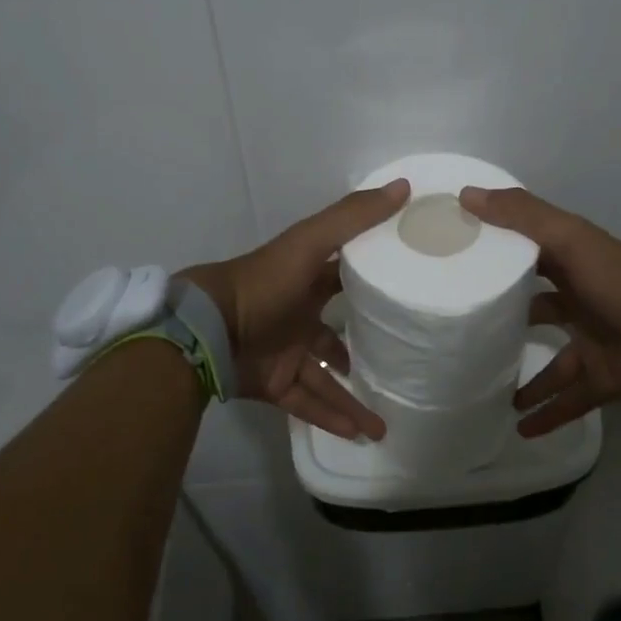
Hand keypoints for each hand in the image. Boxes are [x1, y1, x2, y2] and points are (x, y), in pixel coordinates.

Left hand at [180, 180, 409, 440]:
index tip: (409, 288)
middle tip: (401, 360)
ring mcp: (287, 352)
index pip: (346, 277)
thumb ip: (354, 216)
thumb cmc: (266, 281)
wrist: (211, 329)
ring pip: (326, 377)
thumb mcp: (312, 240)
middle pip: (338, 333)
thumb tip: (404, 186)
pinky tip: (358, 434)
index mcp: (308, 280)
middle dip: (366, 345)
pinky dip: (331, 417)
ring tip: (385, 422)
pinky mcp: (274, 383)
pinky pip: (307, 403)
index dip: (374, 279)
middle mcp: (300, 315)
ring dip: (353, 397)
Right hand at [459, 186, 620, 437]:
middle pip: (535, 310)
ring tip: (485, 386)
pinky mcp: (601, 380)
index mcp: (568, 265)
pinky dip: (546, 415)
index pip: (525, 256)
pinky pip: (568, 401)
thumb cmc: (617, 279)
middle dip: (506, 319)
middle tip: (465, 331)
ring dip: (522, 376)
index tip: (457, 263)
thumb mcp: (566, 236)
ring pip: (549, 362)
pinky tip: (518, 427)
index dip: (495, 256)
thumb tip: (465, 194)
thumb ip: (520, 215)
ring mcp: (590, 343)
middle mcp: (577, 302)